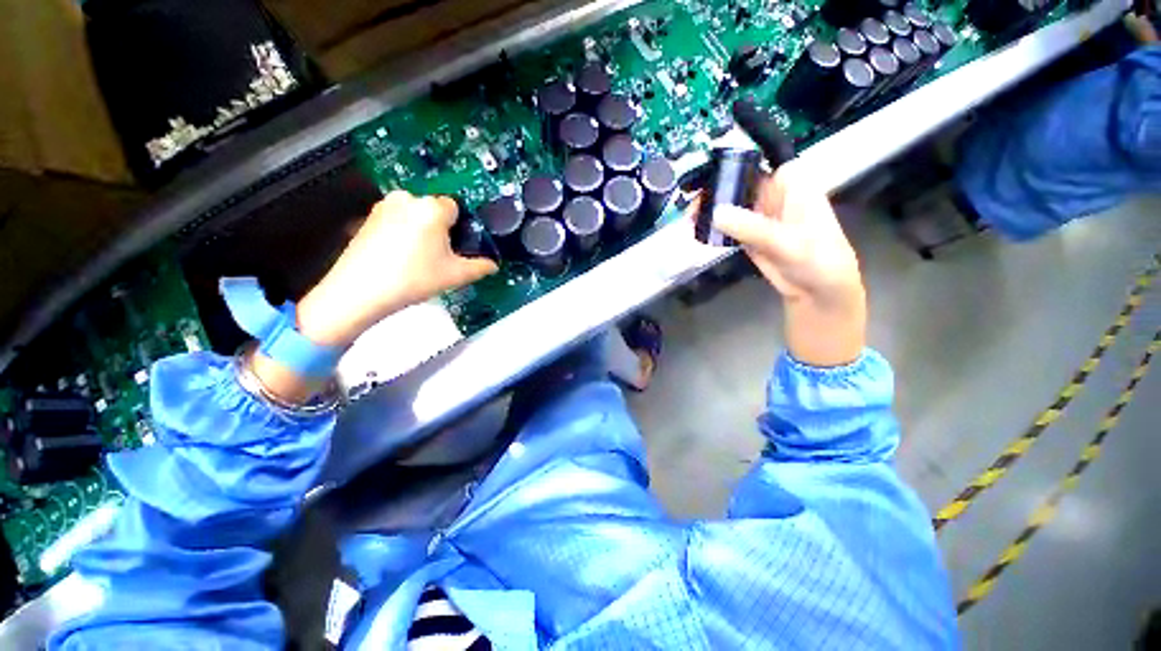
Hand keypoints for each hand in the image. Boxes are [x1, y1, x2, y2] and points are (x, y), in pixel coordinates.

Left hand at [296, 191, 497, 347]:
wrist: (360, 291)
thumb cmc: (412, 279)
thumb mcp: (456, 275)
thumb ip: (481, 267)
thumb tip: (492, 265)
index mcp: (432, 208)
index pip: (457, 208)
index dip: (461, 228)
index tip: (459, 247)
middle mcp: (408, 199)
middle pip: (435, 210)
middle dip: (442, 230)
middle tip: (440, 256)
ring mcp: (384, 206)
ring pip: (416, 215)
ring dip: (422, 231)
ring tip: (419, 259)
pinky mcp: (368, 217)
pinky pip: (397, 220)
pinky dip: (404, 233)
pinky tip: (401, 257)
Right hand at [706, 161, 866, 365]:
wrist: (817, 291)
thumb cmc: (817, 260)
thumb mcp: (787, 242)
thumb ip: (753, 228)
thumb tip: (715, 214)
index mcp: (790, 183)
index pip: (756, 162)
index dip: (729, 163)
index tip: (702, 173)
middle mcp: (772, 193)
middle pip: (736, 182)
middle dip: (711, 189)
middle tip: (689, 203)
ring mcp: (758, 215)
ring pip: (728, 204)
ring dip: (708, 209)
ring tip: (687, 219)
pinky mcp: (748, 233)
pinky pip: (726, 224)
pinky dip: (711, 227)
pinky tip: (695, 230)